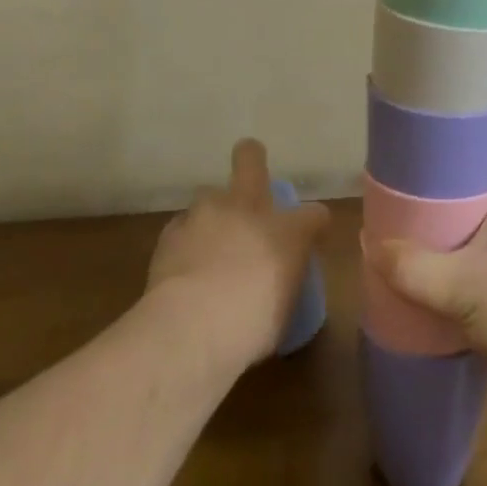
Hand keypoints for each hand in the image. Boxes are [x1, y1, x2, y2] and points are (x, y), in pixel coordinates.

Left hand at [146, 138, 329, 370]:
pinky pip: (182, 227)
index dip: (314, 223)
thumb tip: (276, 284)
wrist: (190, 328)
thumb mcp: (282, 312)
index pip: (314, 214)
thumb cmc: (250, 326)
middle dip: (251, 157)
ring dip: (213, 212)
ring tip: (209, 240)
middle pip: (251, 158)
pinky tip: (183, 264)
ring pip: (210, 194)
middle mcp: (249, 210)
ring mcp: (206, 214)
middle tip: (250, 174)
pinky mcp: (172, 231)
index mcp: (288, 232)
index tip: (312, 236)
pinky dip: (186, 241)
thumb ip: (283, 284)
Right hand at [366, 118, 486, 418]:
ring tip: (429, 217)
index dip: (478, 116)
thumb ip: (411, 268)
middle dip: (461, 167)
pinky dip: (484, 245)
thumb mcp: (461, 289)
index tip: (440, 120)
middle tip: (419, 173)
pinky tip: (457, 266)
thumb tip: (370, 245)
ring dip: (471, 210)